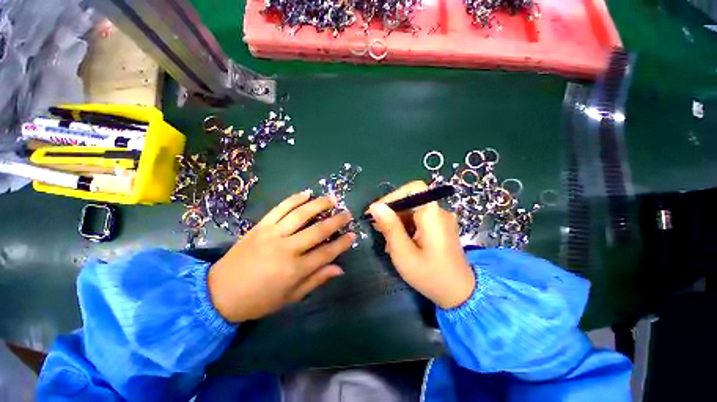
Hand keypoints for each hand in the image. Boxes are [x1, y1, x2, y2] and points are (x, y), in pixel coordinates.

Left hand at [208, 191, 355, 321]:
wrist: (219, 293)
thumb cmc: (259, 300)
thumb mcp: (290, 297)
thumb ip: (316, 280)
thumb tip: (339, 269)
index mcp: (295, 270)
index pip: (326, 253)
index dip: (342, 243)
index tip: (353, 234)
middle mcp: (286, 248)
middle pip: (317, 230)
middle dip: (336, 221)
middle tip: (347, 213)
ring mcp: (272, 234)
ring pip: (300, 214)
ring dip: (318, 204)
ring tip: (331, 199)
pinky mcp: (260, 226)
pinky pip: (280, 208)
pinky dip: (294, 199)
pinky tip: (306, 194)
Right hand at [369, 181, 474, 308]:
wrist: (460, 295)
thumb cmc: (430, 275)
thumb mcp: (404, 253)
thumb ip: (390, 228)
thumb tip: (376, 207)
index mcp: (433, 215)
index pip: (413, 188)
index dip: (393, 195)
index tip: (378, 211)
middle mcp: (439, 212)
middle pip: (411, 200)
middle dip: (392, 212)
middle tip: (377, 227)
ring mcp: (441, 220)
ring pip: (412, 211)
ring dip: (397, 221)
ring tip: (386, 239)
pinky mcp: (439, 228)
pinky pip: (418, 219)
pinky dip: (405, 227)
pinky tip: (398, 242)